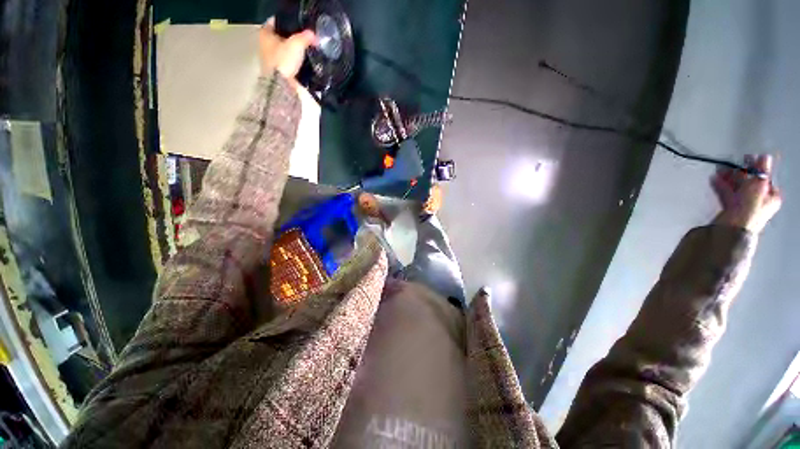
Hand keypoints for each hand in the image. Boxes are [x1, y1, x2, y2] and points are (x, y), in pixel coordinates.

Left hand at [259, 18, 315, 82]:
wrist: (281, 85)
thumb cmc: (284, 60)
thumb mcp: (297, 44)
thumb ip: (305, 37)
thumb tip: (313, 35)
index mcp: (265, 33)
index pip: (276, 21)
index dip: (287, 22)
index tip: (298, 25)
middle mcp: (264, 45)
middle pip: (280, 37)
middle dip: (291, 39)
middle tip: (304, 40)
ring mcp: (270, 60)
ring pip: (284, 51)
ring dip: (293, 52)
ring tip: (305, 53)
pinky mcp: (277, 73)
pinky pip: (287, 64)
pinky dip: (294, 64)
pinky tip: (302, 65)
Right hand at [711, 154, 781, 233]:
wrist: (733, 228)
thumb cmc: (750, 208)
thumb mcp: (759, 186)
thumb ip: (762, 171)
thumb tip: (764, 157)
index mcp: (771, 195)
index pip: (765, 177)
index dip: (756, 167)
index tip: (747, 159)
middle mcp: (760, 199)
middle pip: (750, 181)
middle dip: (739, 172)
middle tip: (730, 163)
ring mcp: (745, 204)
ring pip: (737, 187)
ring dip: (728, 177)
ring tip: (719, 169)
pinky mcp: (732, 207)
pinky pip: (727, 193)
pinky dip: (721, 185)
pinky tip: (715, 179)